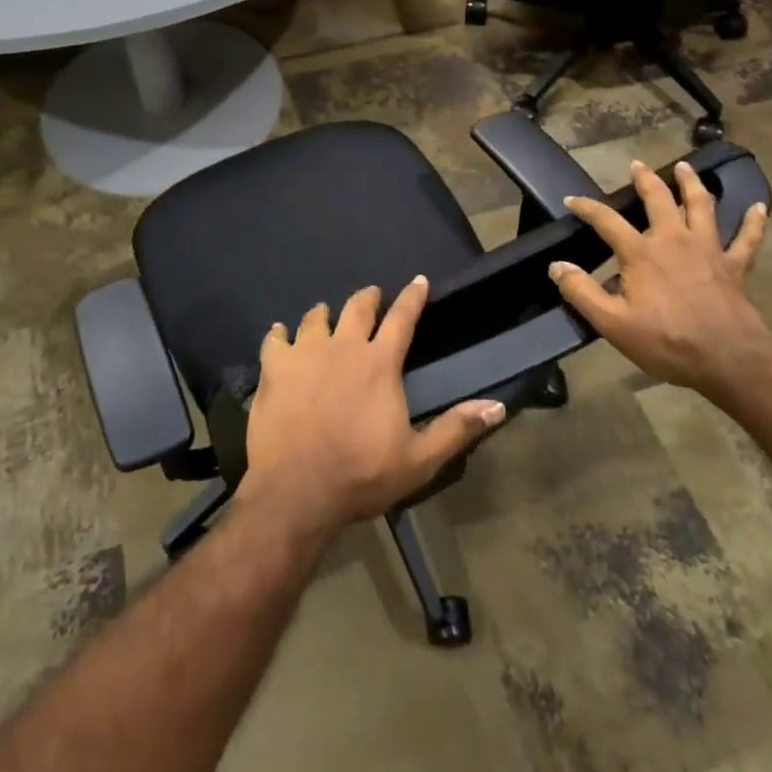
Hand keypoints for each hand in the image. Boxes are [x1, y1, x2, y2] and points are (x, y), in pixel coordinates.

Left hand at [240, 279, 506, 541]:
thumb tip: (497, 406)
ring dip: (324, 314)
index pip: (401, 318)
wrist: (296, 490)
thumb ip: (456, 429)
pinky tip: (280, 335)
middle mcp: (343, 347)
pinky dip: (280, 334)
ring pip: (315, 318)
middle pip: (357, 308)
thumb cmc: (361, 475)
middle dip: (368, 298)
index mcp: (379, 364)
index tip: (418, 280)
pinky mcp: (274, 367)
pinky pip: (275, 338)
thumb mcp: (419, 461)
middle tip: (371, 295)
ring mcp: (305, 353)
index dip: (412, 297)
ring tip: (325, 314)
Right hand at [549, 159, 771, 392]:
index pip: (606, 220)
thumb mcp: (612, 323)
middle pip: (659, 199)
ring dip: (692, 184)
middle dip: (645, 180)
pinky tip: (759, 207)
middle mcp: (674, 240)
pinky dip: (754, 222)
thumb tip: (557, 266)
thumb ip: (581, 292)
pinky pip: (747, 238)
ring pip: (702, 206)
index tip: (571, 200)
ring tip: (684, 167)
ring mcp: (708, 249)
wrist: (729, 360)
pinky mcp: (735, 266)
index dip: (586, 207)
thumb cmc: (667, 342)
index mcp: (641, 253)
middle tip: (637, 165)